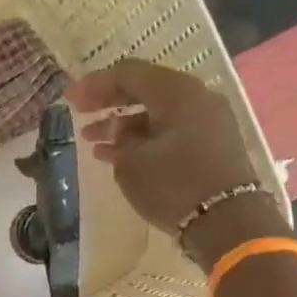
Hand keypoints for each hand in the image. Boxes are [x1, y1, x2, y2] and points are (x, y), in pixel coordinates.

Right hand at [68, 61, 286, 268]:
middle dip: (108, 101)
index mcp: (177, 92)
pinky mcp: (210, 144)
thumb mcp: (131, 162)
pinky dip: (142, 137)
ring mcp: (207, 121)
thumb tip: (119, 133)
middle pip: (144, 89)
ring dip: (122, 123)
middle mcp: (196, 98)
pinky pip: (169, 130)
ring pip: (156, 112)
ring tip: (91, 138)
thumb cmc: (173, 185)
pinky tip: (114, 154)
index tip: (69, 98)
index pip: (129, 73)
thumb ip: (118, 139)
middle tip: (79, 112)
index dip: (94, 84)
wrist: (227, 222)